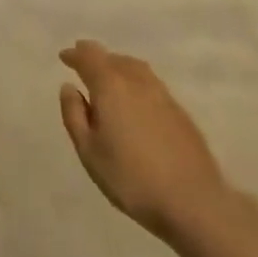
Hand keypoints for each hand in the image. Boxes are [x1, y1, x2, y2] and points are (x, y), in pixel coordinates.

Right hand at [58, 40, 228, 242]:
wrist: (192, 201)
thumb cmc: (130, 178)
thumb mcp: (89, 150)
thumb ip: (74, 115)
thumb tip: (69, 87)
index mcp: (111, 87)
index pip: (90, 58)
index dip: (76, 55)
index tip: (64, 56)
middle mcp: (138, 83)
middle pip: (115, 59)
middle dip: (97, 57)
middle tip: (83, 60)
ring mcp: (164, 96)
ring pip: (137, 68)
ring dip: (118, 65)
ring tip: (108, 74)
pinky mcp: (180, 113)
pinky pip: (151, 83)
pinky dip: (136, 80)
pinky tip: (134, 97)